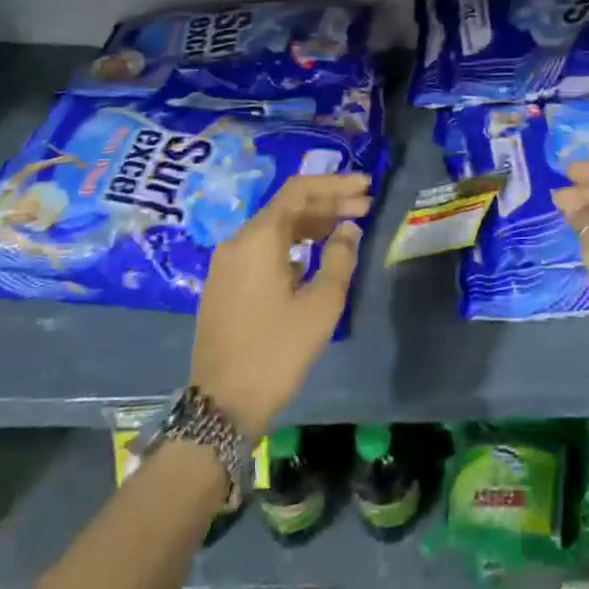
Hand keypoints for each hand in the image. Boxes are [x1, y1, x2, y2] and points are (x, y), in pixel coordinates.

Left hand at [188, 173, 372, 437]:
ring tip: (347, 226)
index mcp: (259, 238)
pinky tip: (315, 254)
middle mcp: (238, 241)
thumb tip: (347, 228)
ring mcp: (227, 263)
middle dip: (328, 202)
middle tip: (365, 206)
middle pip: (287, 206)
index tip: (366, 187)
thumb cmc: (277, 351)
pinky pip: (263, 247)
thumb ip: (340, 257)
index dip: (335, 184)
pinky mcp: (225, 283)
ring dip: (312, 222)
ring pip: (275, 227)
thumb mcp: (321, 304)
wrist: (221, 405)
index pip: (299, 190)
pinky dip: (293, 242)